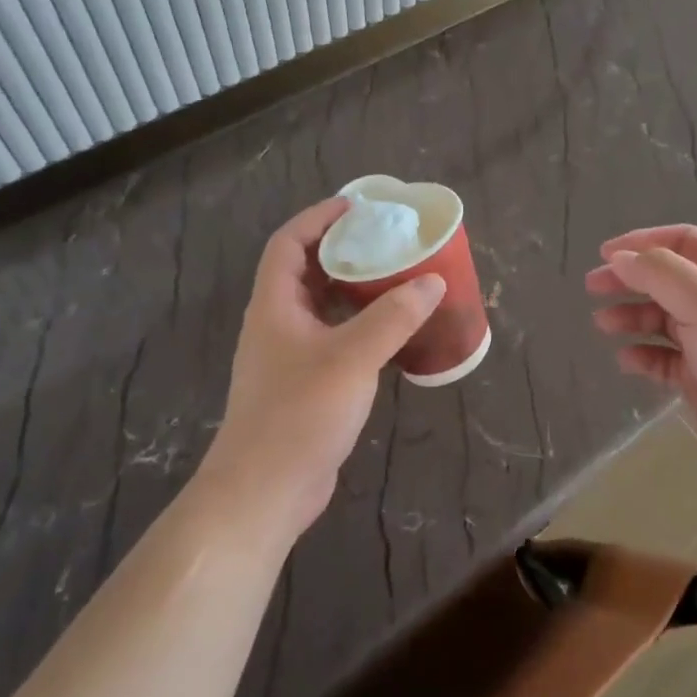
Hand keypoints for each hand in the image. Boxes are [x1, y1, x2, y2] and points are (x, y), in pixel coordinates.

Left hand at [203, 198, 445, 539]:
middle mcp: (277, 324)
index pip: (288, 243)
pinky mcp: (304, 385)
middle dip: (342, 250)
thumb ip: (393, 317)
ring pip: (321, 307)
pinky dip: (359, 326)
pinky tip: (391, 332)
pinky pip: (333, 339)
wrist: (264, 491)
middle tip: (386, 240)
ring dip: (353, 289)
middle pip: (305, 271)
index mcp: (275, 305)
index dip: (318, 218)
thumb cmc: (299, 413)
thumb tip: (433, 282)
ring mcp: (288, 357)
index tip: (356, 206)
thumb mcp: (351, 358)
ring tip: (395, 277)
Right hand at [587, 225, 696, 501]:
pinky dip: (644, 356)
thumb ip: (660, 274)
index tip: (605, 253)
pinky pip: (666, 359)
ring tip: (603, 325)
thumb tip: (620, 257)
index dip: (644, 242)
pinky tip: (626, 361)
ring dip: (632, 317)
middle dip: (630, 280)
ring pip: (663, 320)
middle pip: (668, 280)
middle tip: (592, 287)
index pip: (684, 242)